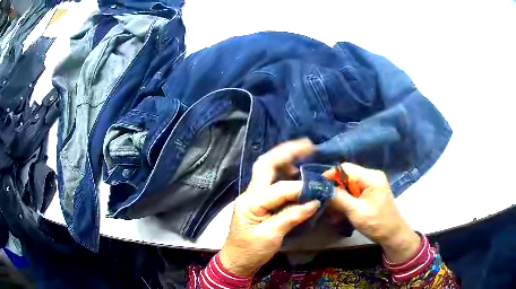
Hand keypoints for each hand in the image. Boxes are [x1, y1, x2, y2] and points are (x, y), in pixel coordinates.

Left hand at [219, 139, 320, 276]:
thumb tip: (314, 202)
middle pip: (265, 165)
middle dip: (286, 152)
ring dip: (284, 160)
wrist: (236, 261)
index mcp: (251, 203)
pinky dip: (284, 174)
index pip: (279, 189)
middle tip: (307, 145)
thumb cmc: (251, 251)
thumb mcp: (271, 237)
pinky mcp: (257, 202)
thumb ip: (291, 217)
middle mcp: (250, 194)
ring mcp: (253, 196)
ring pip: (267, 170)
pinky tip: (295, 173)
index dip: (300, 188)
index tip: (318, 191)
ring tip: (303, 154)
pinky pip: (271, 182)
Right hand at [324, 163, 419, 262]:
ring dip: (339, 200)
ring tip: (333, 215)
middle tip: (325, 205)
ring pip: (348, 187)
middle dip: (334, 191)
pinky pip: (353, 194)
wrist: (393, 235)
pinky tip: (340, 216)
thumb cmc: (377, 223)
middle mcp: (371, 176)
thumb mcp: (355, 211)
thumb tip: (321, 188)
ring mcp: (371, 185)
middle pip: (346, 177)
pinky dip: (345, 204)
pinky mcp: (370, 194)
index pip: (345, 168)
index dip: (330, 176)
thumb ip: (339, 198)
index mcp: (371, 177)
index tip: (317, 187)